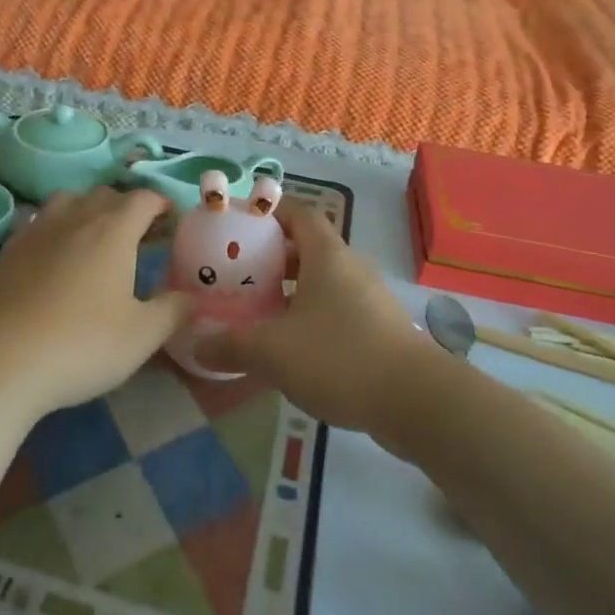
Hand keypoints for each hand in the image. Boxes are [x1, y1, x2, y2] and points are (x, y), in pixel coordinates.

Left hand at [0, 187, 192, 418]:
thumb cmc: (81, 344)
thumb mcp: (142, 336)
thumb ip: (173, 312)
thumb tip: (193, 297)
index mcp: (113, 230)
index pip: (143, 199)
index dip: (162, 204)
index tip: (172, 219)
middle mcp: (75, 218)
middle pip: (105, 194)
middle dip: (127, 206)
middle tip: (140, 235)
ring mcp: (37, 231)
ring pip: (68, 201)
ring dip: (88, 210)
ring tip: (96, 238)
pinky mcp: (8, 251)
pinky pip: (40, 223)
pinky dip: (57, 229)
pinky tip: (56, 258)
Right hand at [201, 202, 429, 434]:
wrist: (416, 401)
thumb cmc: (339, 357)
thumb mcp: (273, 351)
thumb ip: (232, 345)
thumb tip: (198, 344)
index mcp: (326, 255)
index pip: (298, 213)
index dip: (270, 212)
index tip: (240, 224)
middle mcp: (349, 267)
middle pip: (307, 248)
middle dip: (272, 258)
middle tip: (238, 275)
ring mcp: (368, 298)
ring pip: (322, 282)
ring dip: (291, 291)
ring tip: (258, 312)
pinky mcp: (378, 329)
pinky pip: (336, 310)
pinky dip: (311, 317)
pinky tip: (291, 348)